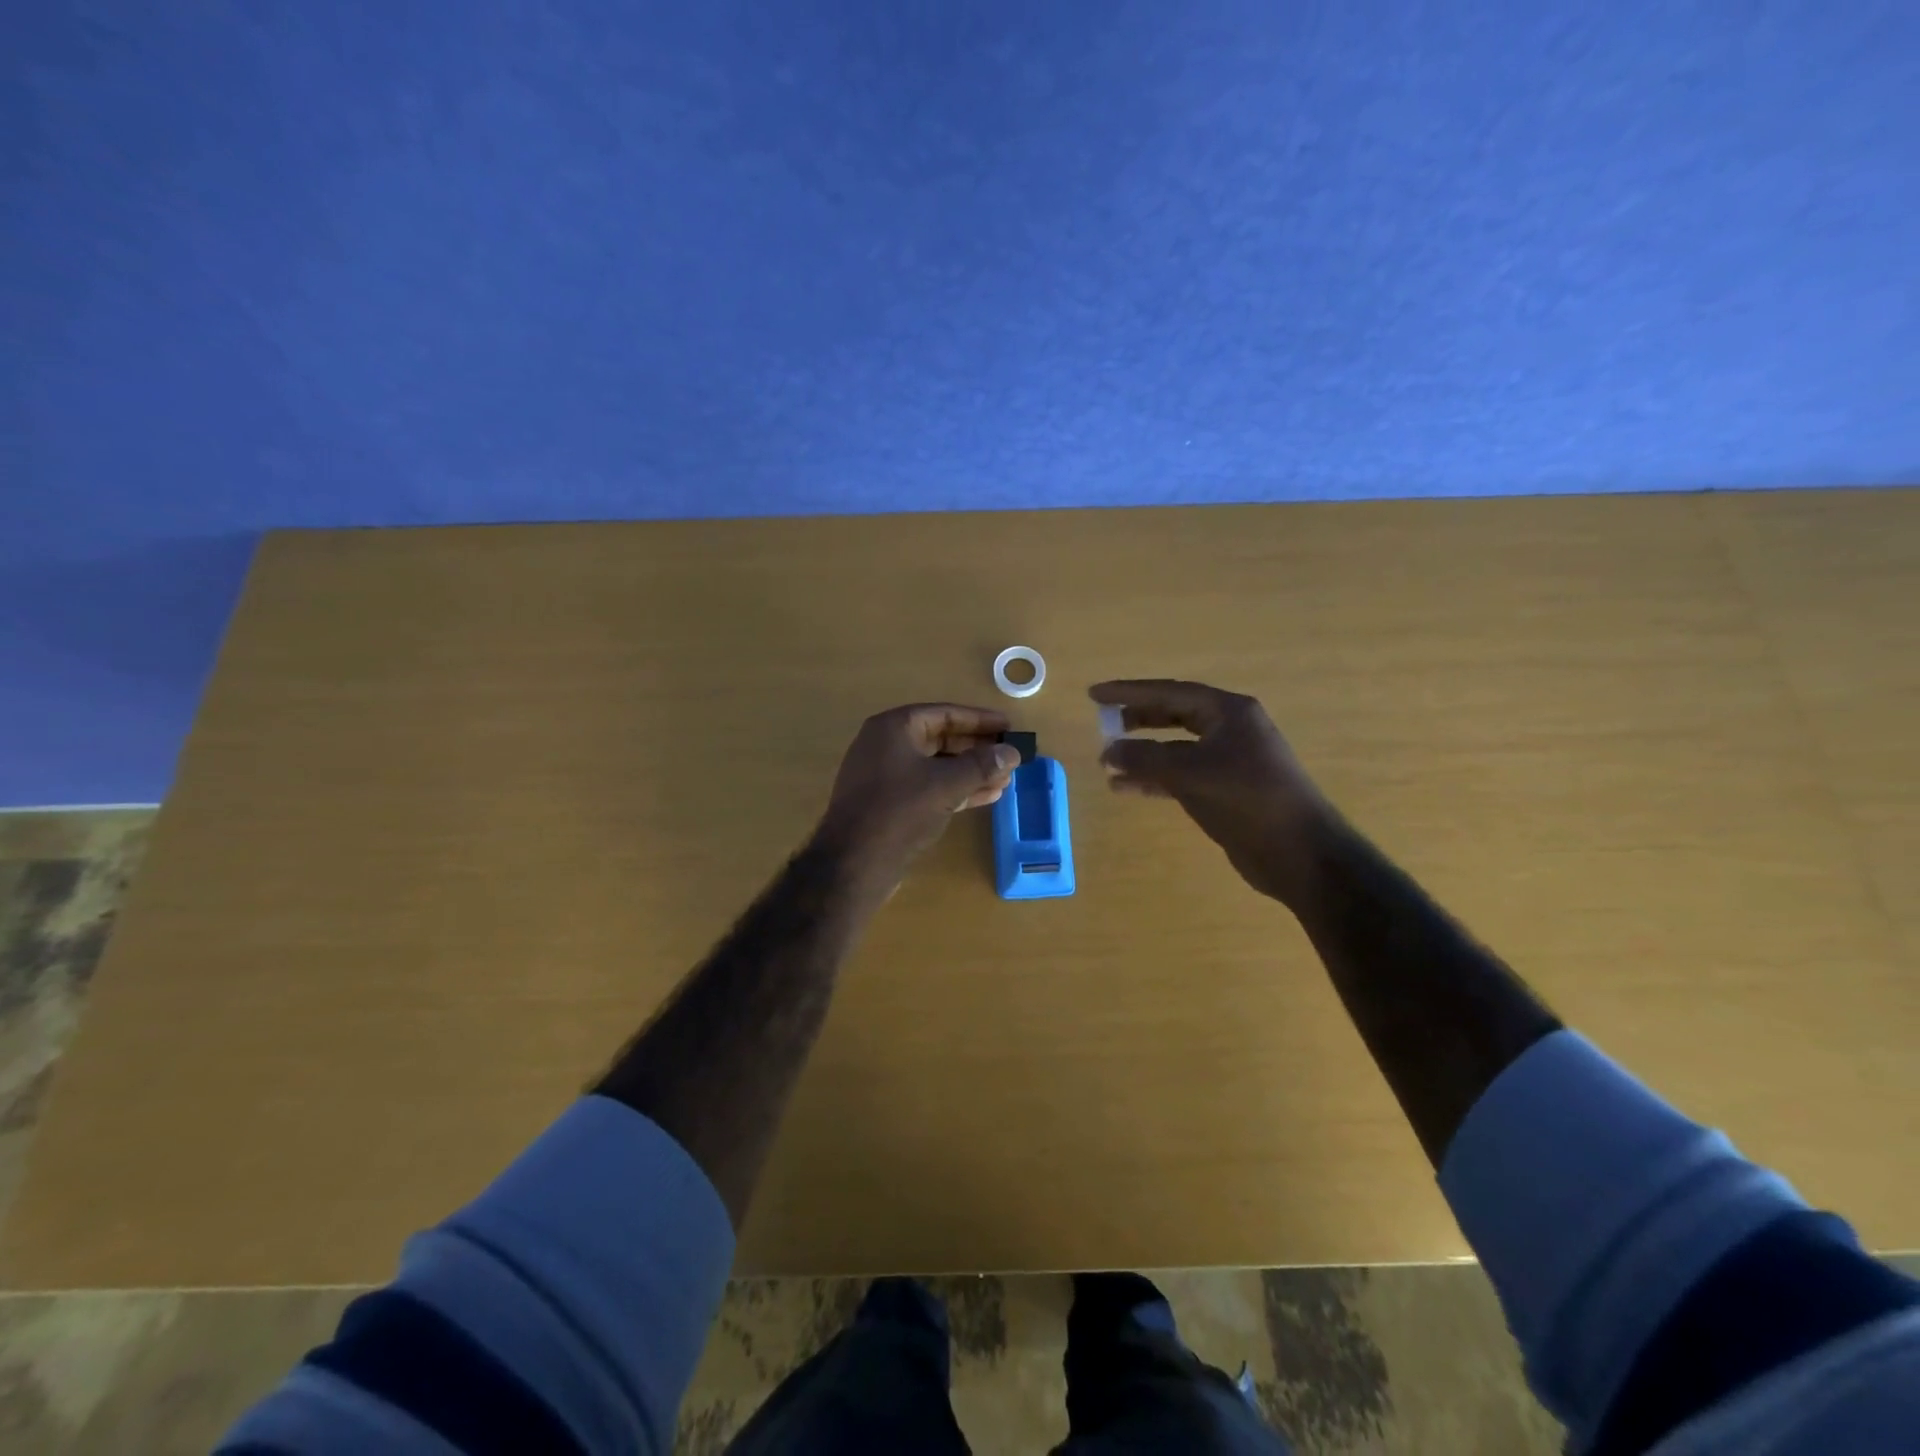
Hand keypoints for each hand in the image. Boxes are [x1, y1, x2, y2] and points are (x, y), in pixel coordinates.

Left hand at [817, 703, 1019, 884]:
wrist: (854, 862)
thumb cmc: (900, 810)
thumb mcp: (946, 784)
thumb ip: (982, 765)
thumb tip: (1012, 752)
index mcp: (894, 728)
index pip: (944, 713)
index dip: (979, 719)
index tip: (1009, 726)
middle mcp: (886, 745)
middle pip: (941, 739)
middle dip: (977, 749)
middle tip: (1009, 755)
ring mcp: (885, 775)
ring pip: (936, 766)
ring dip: (970, 772)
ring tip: (1005, 779)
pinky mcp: (889, 803)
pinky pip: (928, 787)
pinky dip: (955, 789)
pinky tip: (986, 796)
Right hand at [1090, 680, 1332, 905]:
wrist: (1299, 852)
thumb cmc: (1249, 800)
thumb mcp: (1193, 773)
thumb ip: (1146, 758)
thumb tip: (1108, 751)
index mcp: (1229, 712)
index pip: (1170, 692)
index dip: (1129, 691)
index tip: (1094, 694)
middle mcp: (1229, 729)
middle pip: (1173, 715)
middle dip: (1136, 719)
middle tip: (1103, 723)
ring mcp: (1227, 760)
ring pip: (1174, 748)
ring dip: (1141, 754)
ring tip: (1107, 762)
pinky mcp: (1223, 790)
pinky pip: (1179, 775)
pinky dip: (1153, 779)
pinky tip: (1125, 787)